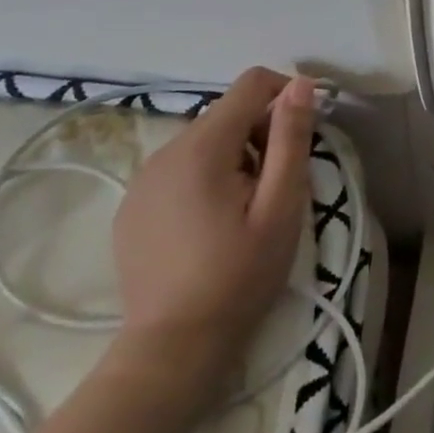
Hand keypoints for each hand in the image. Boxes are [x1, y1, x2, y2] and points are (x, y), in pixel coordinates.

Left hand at [107, 68, 313, 401]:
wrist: (173, 348)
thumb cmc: (239, 275)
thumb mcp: (281, 205)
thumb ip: (290, 139)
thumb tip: (301, 84)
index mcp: (202, 147)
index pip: (251, 84)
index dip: (285, 96)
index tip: (302, 135)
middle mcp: (165, 151)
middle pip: (227, 113)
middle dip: (260, 133)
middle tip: (276, 185)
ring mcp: (142, 179)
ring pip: (204, 141)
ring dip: (234, 156)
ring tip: (245, 208)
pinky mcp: (132, 206)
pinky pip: (180, 168)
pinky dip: (205, 177)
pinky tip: (211, 223)